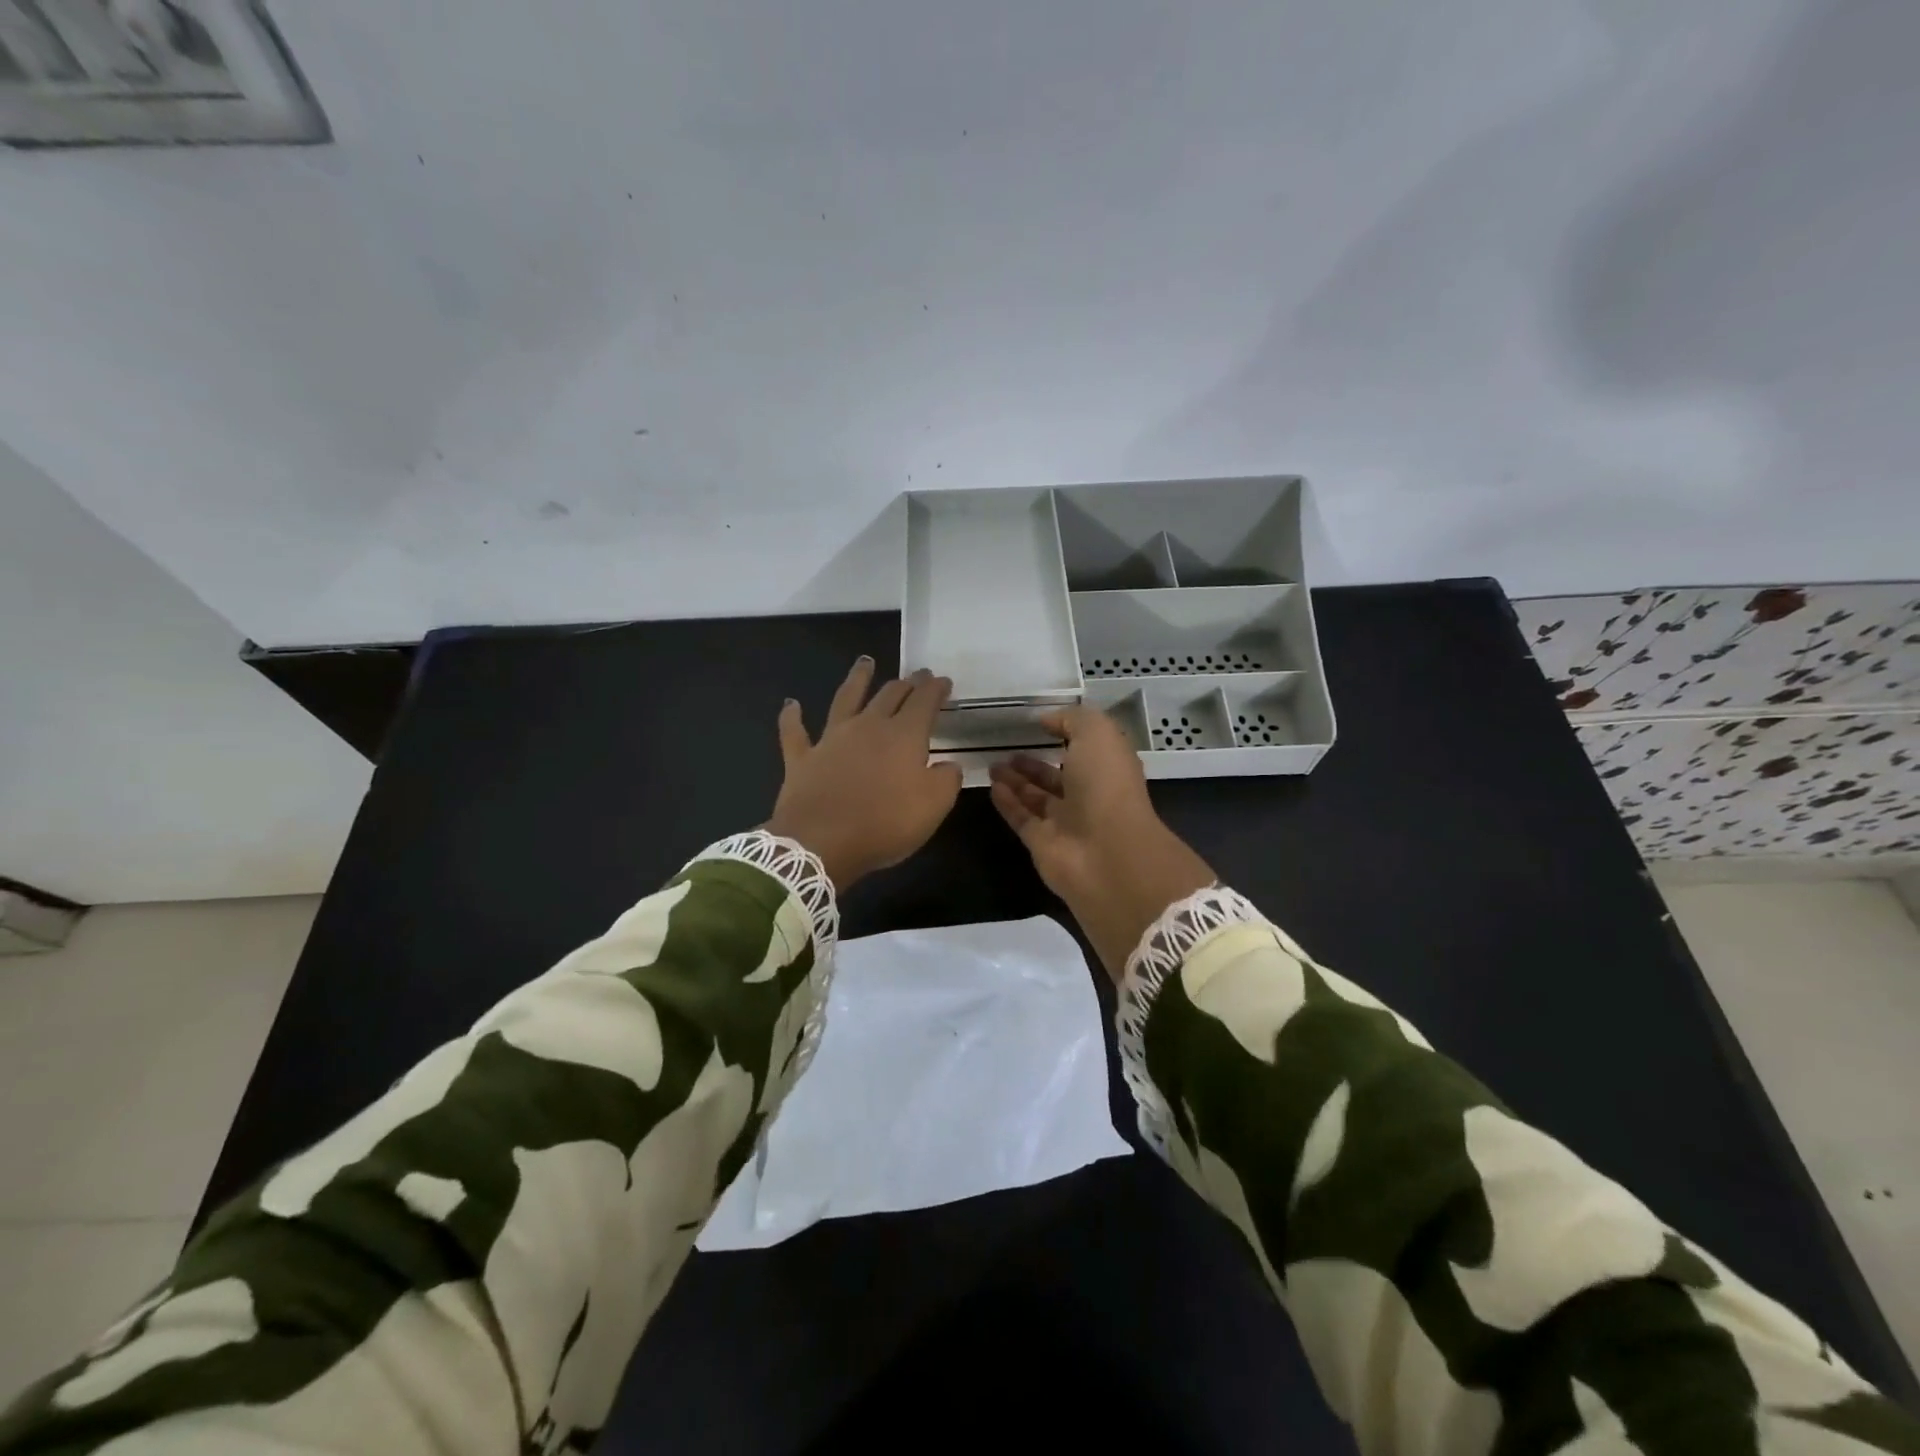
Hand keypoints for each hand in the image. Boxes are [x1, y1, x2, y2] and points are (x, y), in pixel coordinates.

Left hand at [767, 658, 962, 890]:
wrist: (821, 843)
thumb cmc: (885, 824)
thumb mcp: (934, 806)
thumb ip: (947, 780)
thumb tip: (949, 765)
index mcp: (903, 735)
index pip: (924, 701)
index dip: (936, 688)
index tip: (943, 681)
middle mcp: (868, 726)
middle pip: (889, 695)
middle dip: (906, 683)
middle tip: (916, 676)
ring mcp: (831, 739)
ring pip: (845, 699)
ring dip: (857, 679)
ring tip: (865, 662)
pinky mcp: (802, 758)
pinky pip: (794, 732)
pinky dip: (791, 716)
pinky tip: (790, 704)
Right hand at [989, 707, 1213, 982]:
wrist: (1107, 853)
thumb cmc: (1106, 785)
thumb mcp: (1097, 733)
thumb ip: (1071, 719)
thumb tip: (1046, 720)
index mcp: (1107, 767)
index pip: (1085, 748)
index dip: (1064, 734)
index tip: (1037, 723)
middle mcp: (1088, 794)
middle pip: (1057, 775)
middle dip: (1033, 762)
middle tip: (1005, 747)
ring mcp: (1065, 822)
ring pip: (1036, 797)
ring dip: (1016, 780)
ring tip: (992, 764)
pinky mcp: (1042, 843)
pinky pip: (1022, 818)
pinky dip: (1007, 803)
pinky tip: (991, 786)